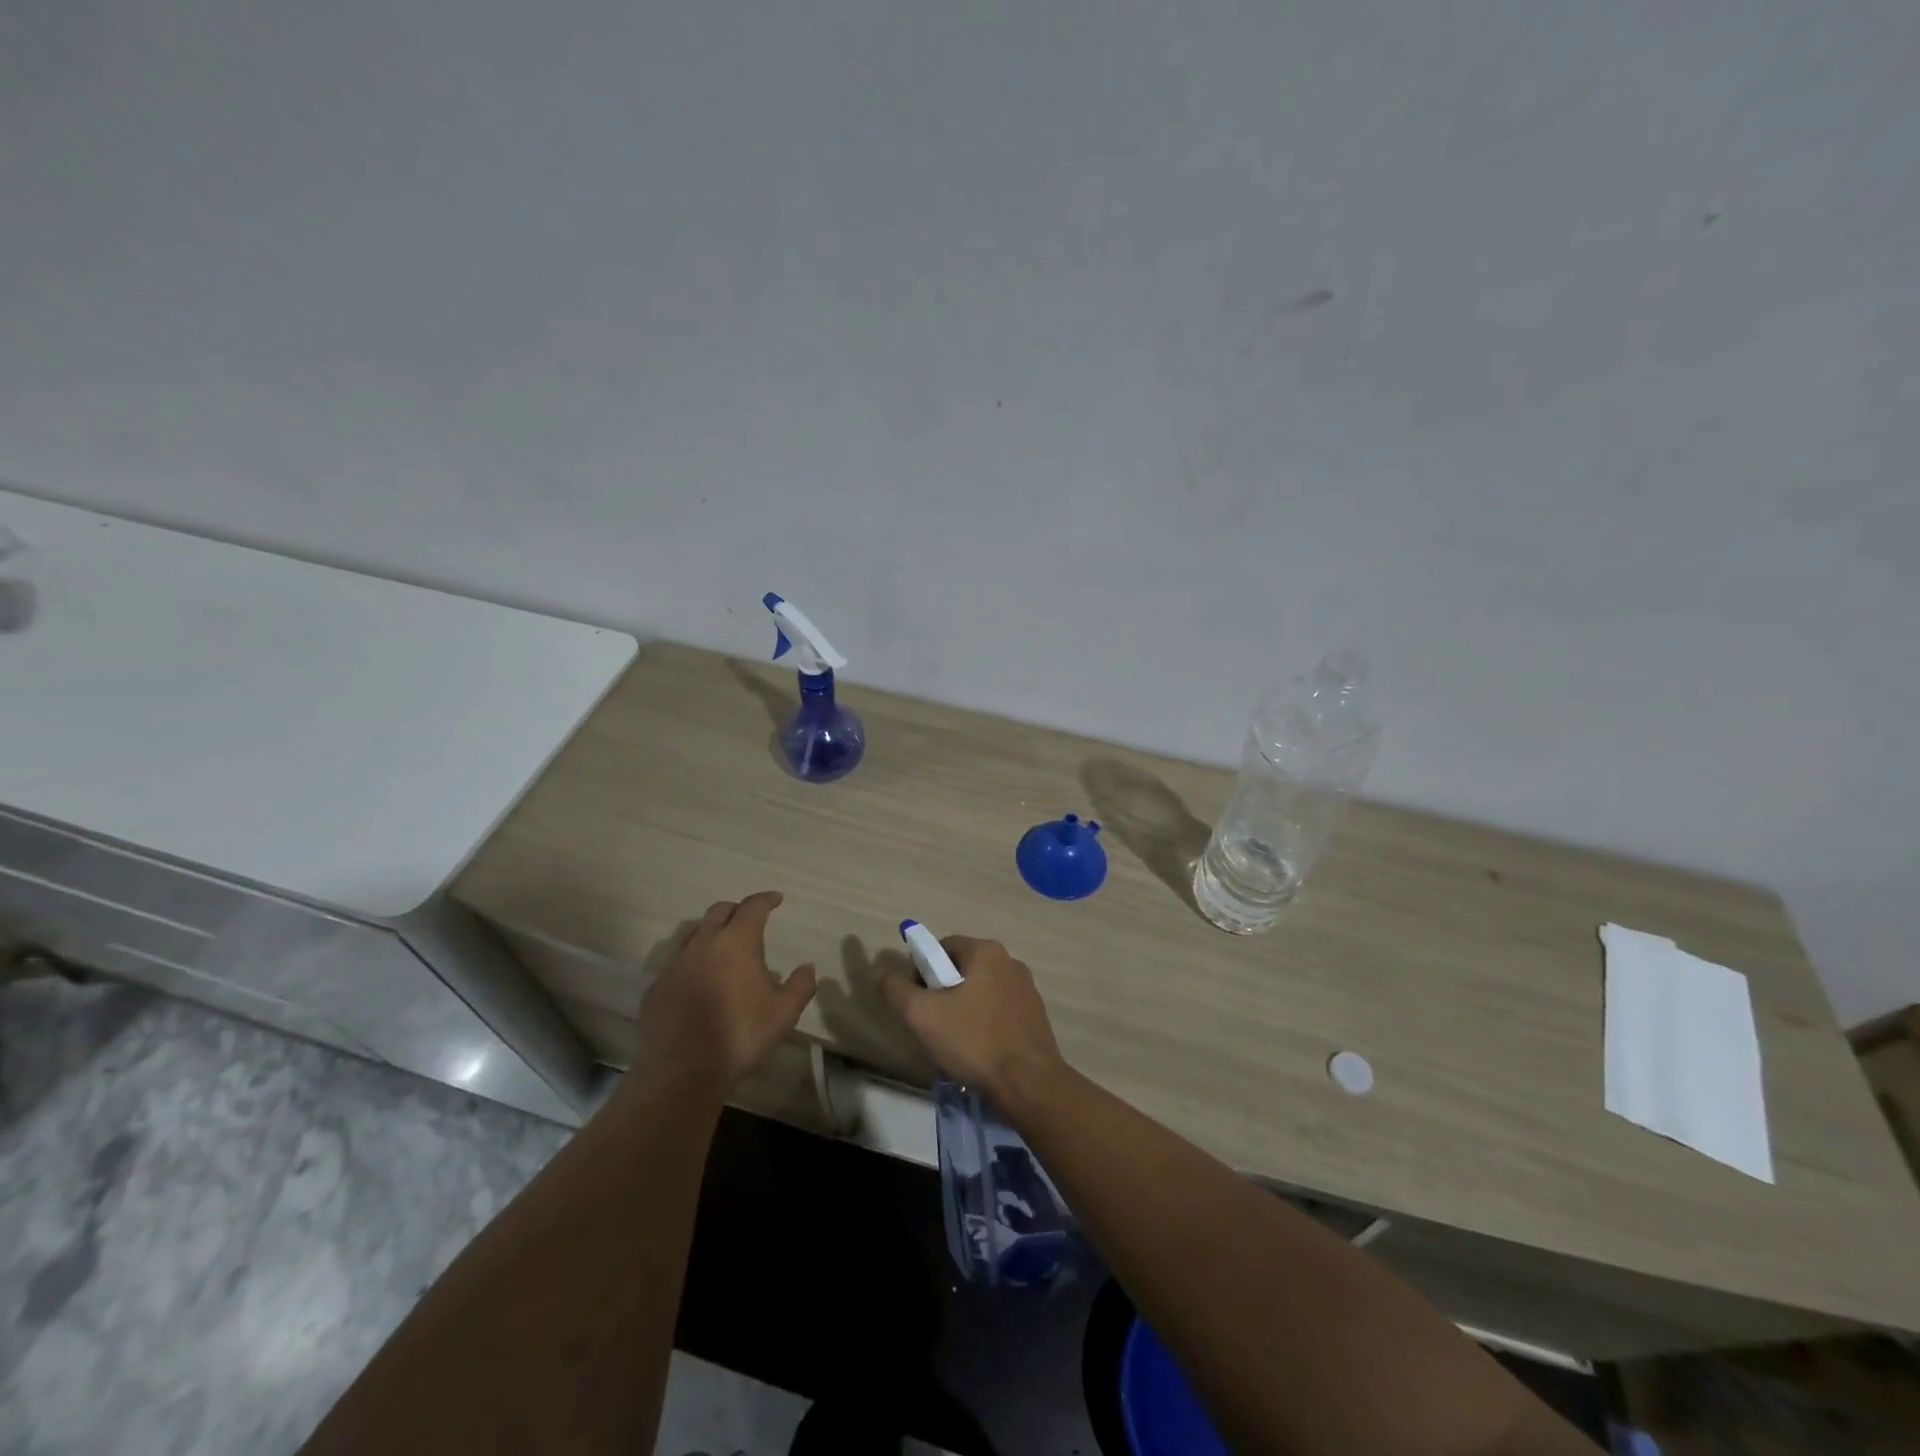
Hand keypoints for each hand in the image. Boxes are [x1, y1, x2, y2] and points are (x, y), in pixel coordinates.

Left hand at [636, 892, 816, 1087]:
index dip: (766, 899)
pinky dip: (691, 963)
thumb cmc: (740, 1034)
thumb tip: (807, 967)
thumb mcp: (784, 1012)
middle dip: (737, 910)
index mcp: (737, 941)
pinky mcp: (656, 988)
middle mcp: (703, 943)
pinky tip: (698, 981)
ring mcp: (675, 964)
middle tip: (749, 920)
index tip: (776, 899)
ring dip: (711, 933)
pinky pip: (676, 964)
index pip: (752, 906)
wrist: (683, 1069)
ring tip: (722, 948)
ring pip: (694, 934)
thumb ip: (801, 985)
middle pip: (719, 911)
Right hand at [879, 935, 1065, 1104]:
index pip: (942, 947)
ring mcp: (1026, 989)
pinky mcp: (1035, 1015)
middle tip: (932, 1025)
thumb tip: (883, 975)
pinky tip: (979, 1051)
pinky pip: (998, 1010)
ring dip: (963, 1009)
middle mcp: (1010, 961)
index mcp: (986, 951)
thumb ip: (896, 990)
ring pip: (980, 991)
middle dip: (942, 992)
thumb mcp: (922, 1015)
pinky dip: (984, 1024)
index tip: (917, 1003)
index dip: (922, 971)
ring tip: (955, 1043)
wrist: (1028, 1084)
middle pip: (962, 968)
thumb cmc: (974, 1041)